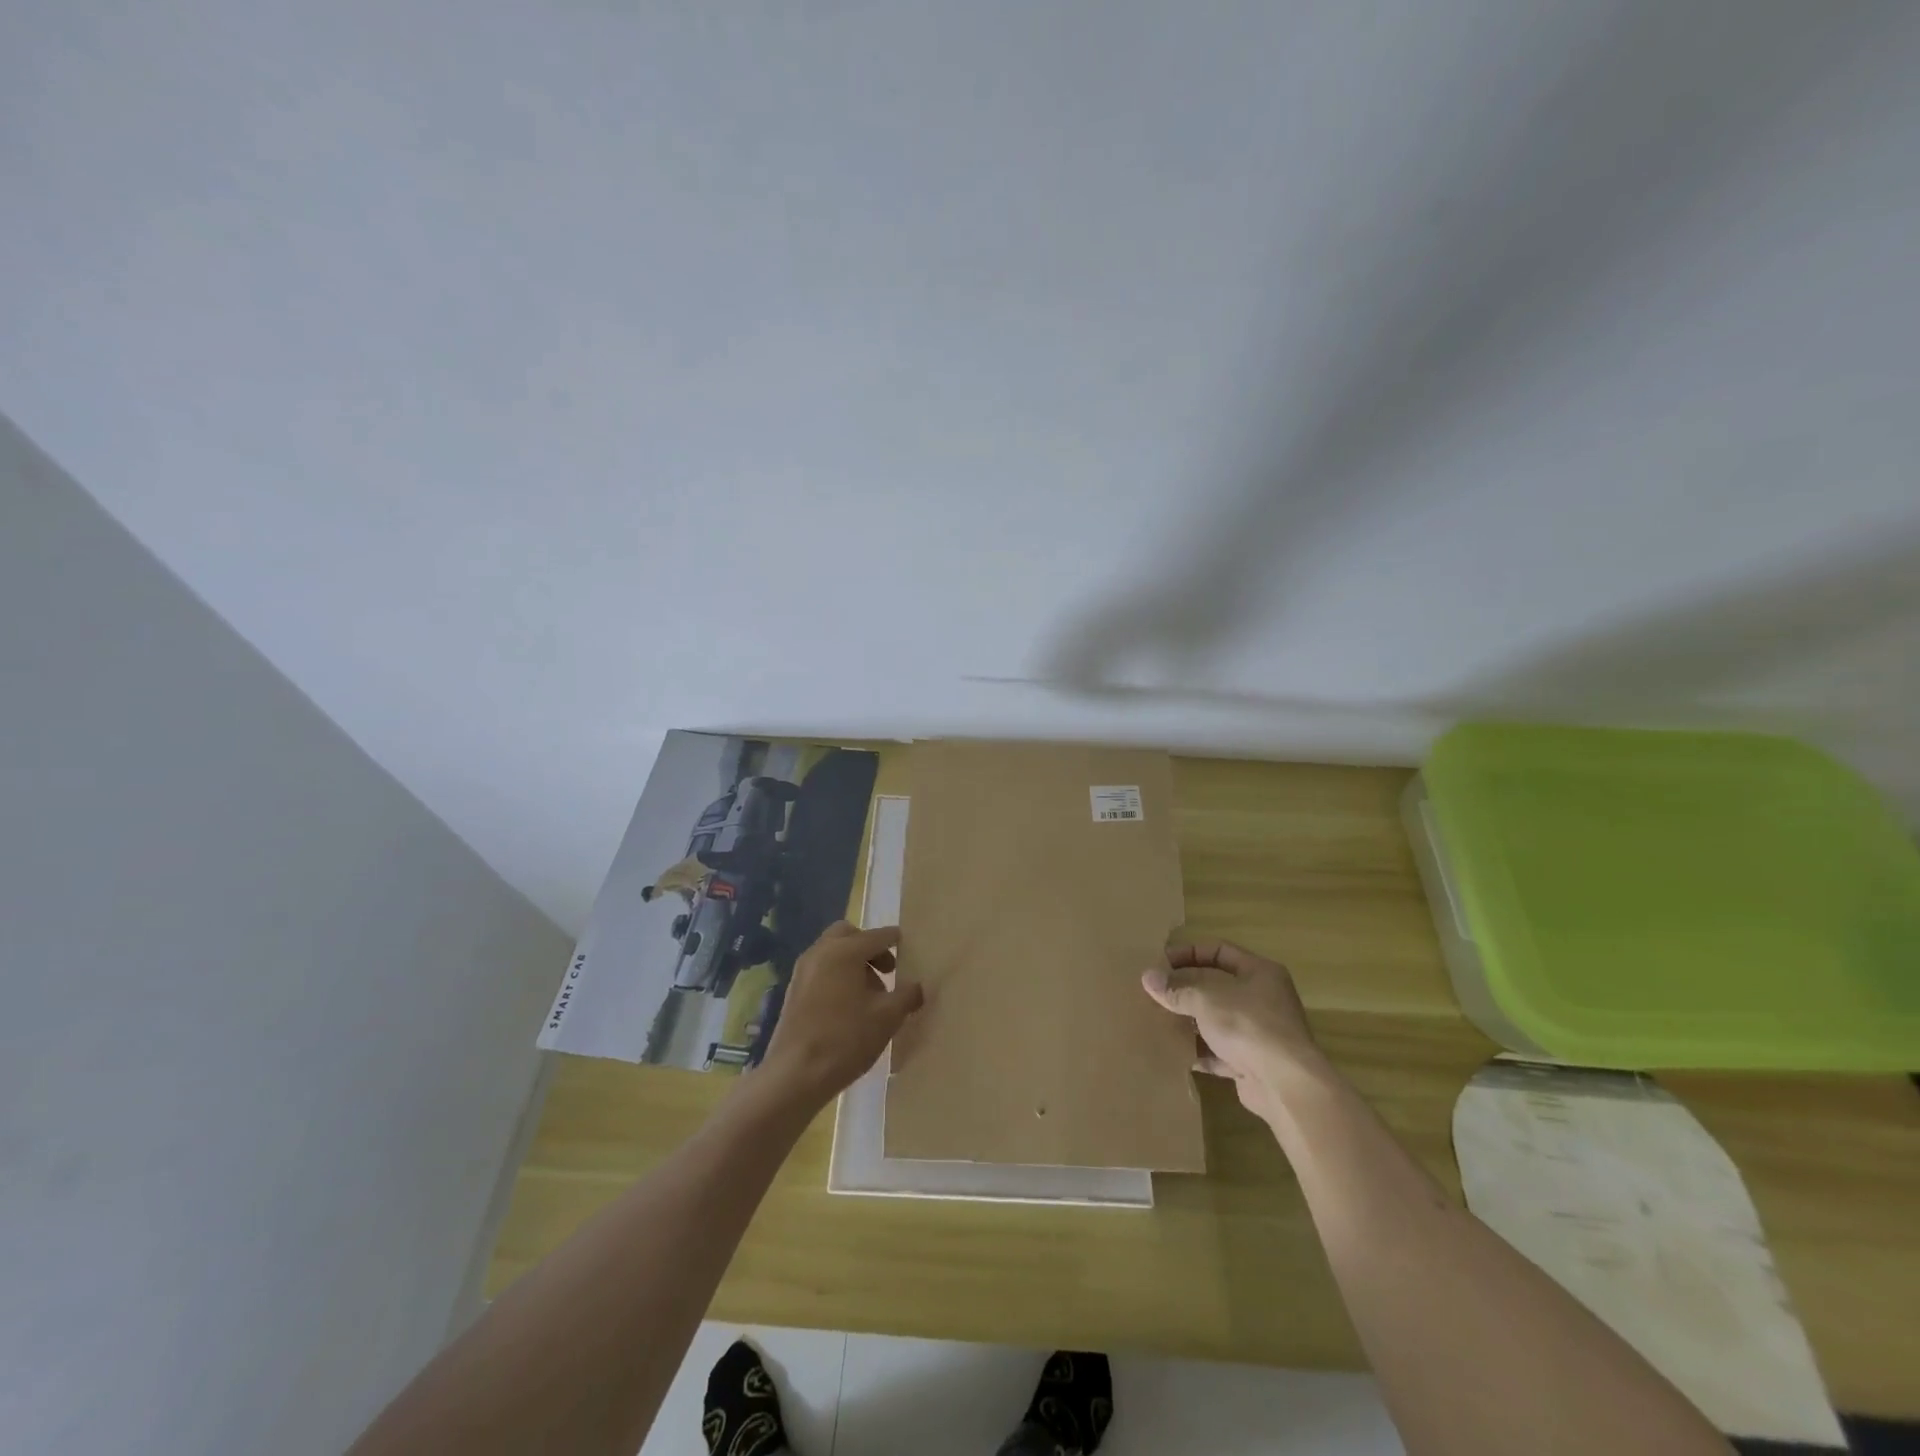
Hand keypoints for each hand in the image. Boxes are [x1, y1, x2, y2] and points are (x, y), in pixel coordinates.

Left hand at [759, 922, 923, 1108]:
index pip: (877, 936)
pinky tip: (849, 1006)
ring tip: (870, 994)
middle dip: (869, 947)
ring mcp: (803, 971)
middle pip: (849, 935)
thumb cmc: (846, 1039)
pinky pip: (821, 969)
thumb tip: (916, 987)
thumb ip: (907, 995)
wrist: (795, 1075)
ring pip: (832, 951)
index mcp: (844, 951)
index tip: (909, 946)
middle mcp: (821, 952)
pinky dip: (837, 975)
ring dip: (853, 962)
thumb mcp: (887, 1017)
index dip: (895, 940)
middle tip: (887, 971)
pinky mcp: (793, 990)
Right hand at [1142, 940, 1326, 1126]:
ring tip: (1159, 1020)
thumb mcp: (1206, 999)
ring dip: (1190, 1020)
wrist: (1286, 1085)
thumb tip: (1147, 977)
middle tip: (1155, 992)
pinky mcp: (1253, 1062)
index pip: (1219, 951)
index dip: (1188, 953)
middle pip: (1217, 985)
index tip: (1159, 963)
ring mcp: (1259, 1032)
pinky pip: (1220, 1051)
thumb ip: (1176, 989)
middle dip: (1185, 988)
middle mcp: (1263, 998)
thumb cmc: (1248, 1026)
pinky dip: (1200, 1050)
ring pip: (1217, 1019)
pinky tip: (1176, 1051)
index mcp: (1259, 972)